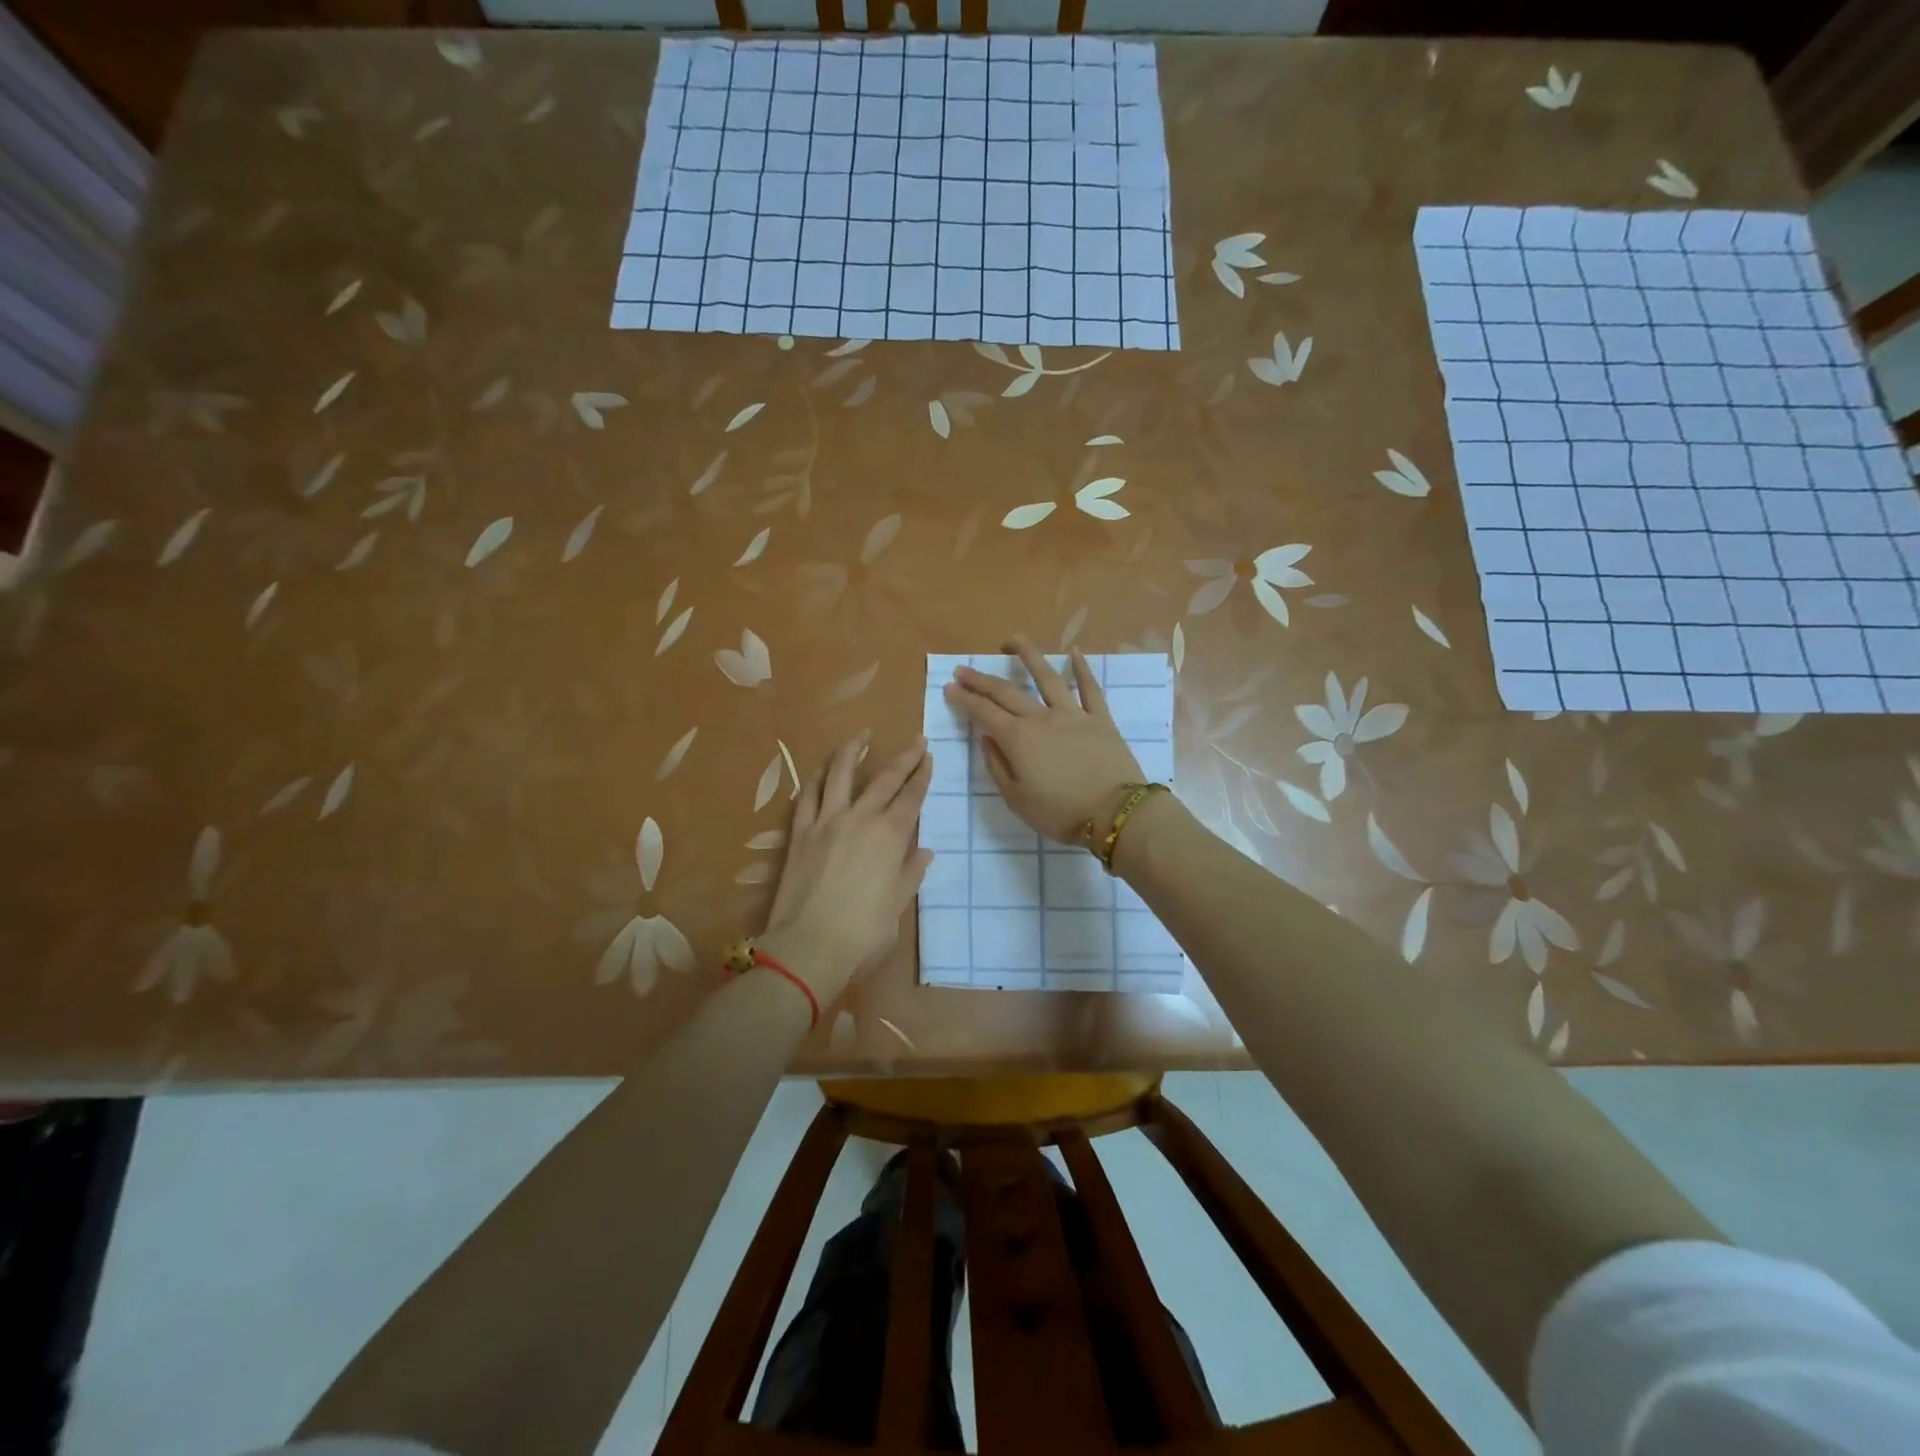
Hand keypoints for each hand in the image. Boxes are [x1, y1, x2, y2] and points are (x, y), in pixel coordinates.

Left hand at [760, 732, 934, 1004]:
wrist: (808, 946)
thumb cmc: (863, 932)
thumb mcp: (897, 905)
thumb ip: (910, 873)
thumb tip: (924, 851)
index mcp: (890, 837)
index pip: (911, 797)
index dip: (922, 775)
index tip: (928, 756)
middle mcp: (860, 819)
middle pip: (885, 779)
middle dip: (903, 757)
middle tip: (915, 740)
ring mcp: (826, 822)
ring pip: (840, 774)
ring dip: (852, 750)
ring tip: (861, 735)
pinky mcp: (800, 833)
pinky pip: (807, 796)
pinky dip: (816, 778)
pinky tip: (821, 769)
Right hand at [943, 637, 1145, 844]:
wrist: (1115, 813)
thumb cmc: (1060, 813)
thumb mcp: (1016, 799)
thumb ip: (997, 766)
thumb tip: (987, 738)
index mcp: (1018, 739)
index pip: (984, 713)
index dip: (964, 699)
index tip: (950, 687)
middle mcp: (1041, 718)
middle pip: (1007, 692)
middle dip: (982, 680)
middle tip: (964, 669)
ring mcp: (1073, 714)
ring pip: (1047, 677)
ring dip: (1028, 655)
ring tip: (1013, 640)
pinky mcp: (1100, 718)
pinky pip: (1090, 688)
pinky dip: (1082, 668)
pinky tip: (1074, 651)